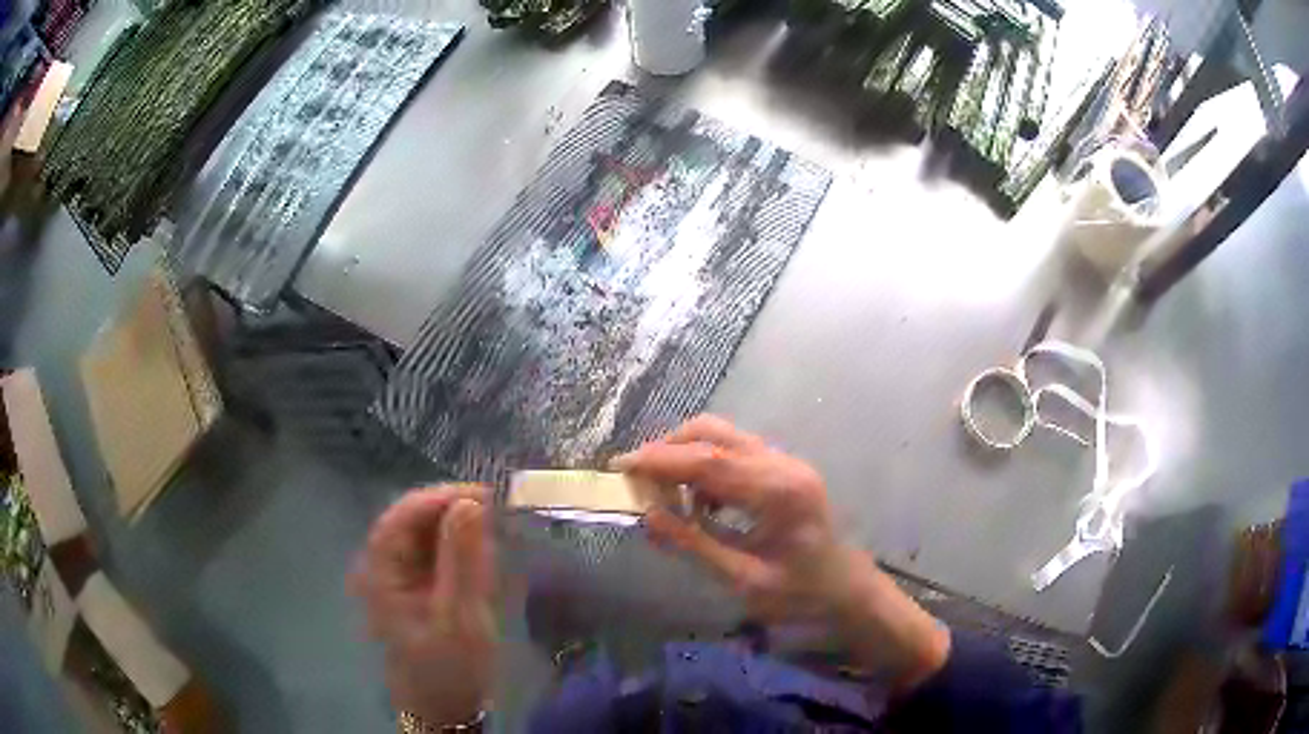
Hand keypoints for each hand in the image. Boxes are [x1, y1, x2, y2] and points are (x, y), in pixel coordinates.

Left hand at [350, 485, 494, 725]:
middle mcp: (385, 567)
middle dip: (453, 516)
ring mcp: (401, 577)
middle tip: (496, 520)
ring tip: (493, 547)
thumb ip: (463, 560)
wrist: (447, 708)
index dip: (436, 499)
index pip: (400, 518)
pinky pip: (438, 556)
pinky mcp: (419, 587)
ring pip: (428, 536)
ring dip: (461, 535)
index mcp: (381, 572)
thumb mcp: (460, 616)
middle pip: (413, 522)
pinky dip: (462, 554)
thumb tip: (470, 502)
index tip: (480, 496)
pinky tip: (482, 567)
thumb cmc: (449, 667)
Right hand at [615, 415, 949, 685]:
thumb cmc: (801, 595)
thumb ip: (694, 544)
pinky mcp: (784, 469)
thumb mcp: (743, 580)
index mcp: (777, 492)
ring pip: (724, 437)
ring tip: (662, 493)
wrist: (847, 591)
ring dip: (686, 456)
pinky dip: (706, 466)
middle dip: (668, 449)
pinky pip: (736, 453)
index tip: (620, 467)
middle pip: (714, 433)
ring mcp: (786, 463)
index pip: (708, 460)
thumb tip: (647, 516)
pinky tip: (698, 502)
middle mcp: (783, 464)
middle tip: (636, 479)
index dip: (659, 460)